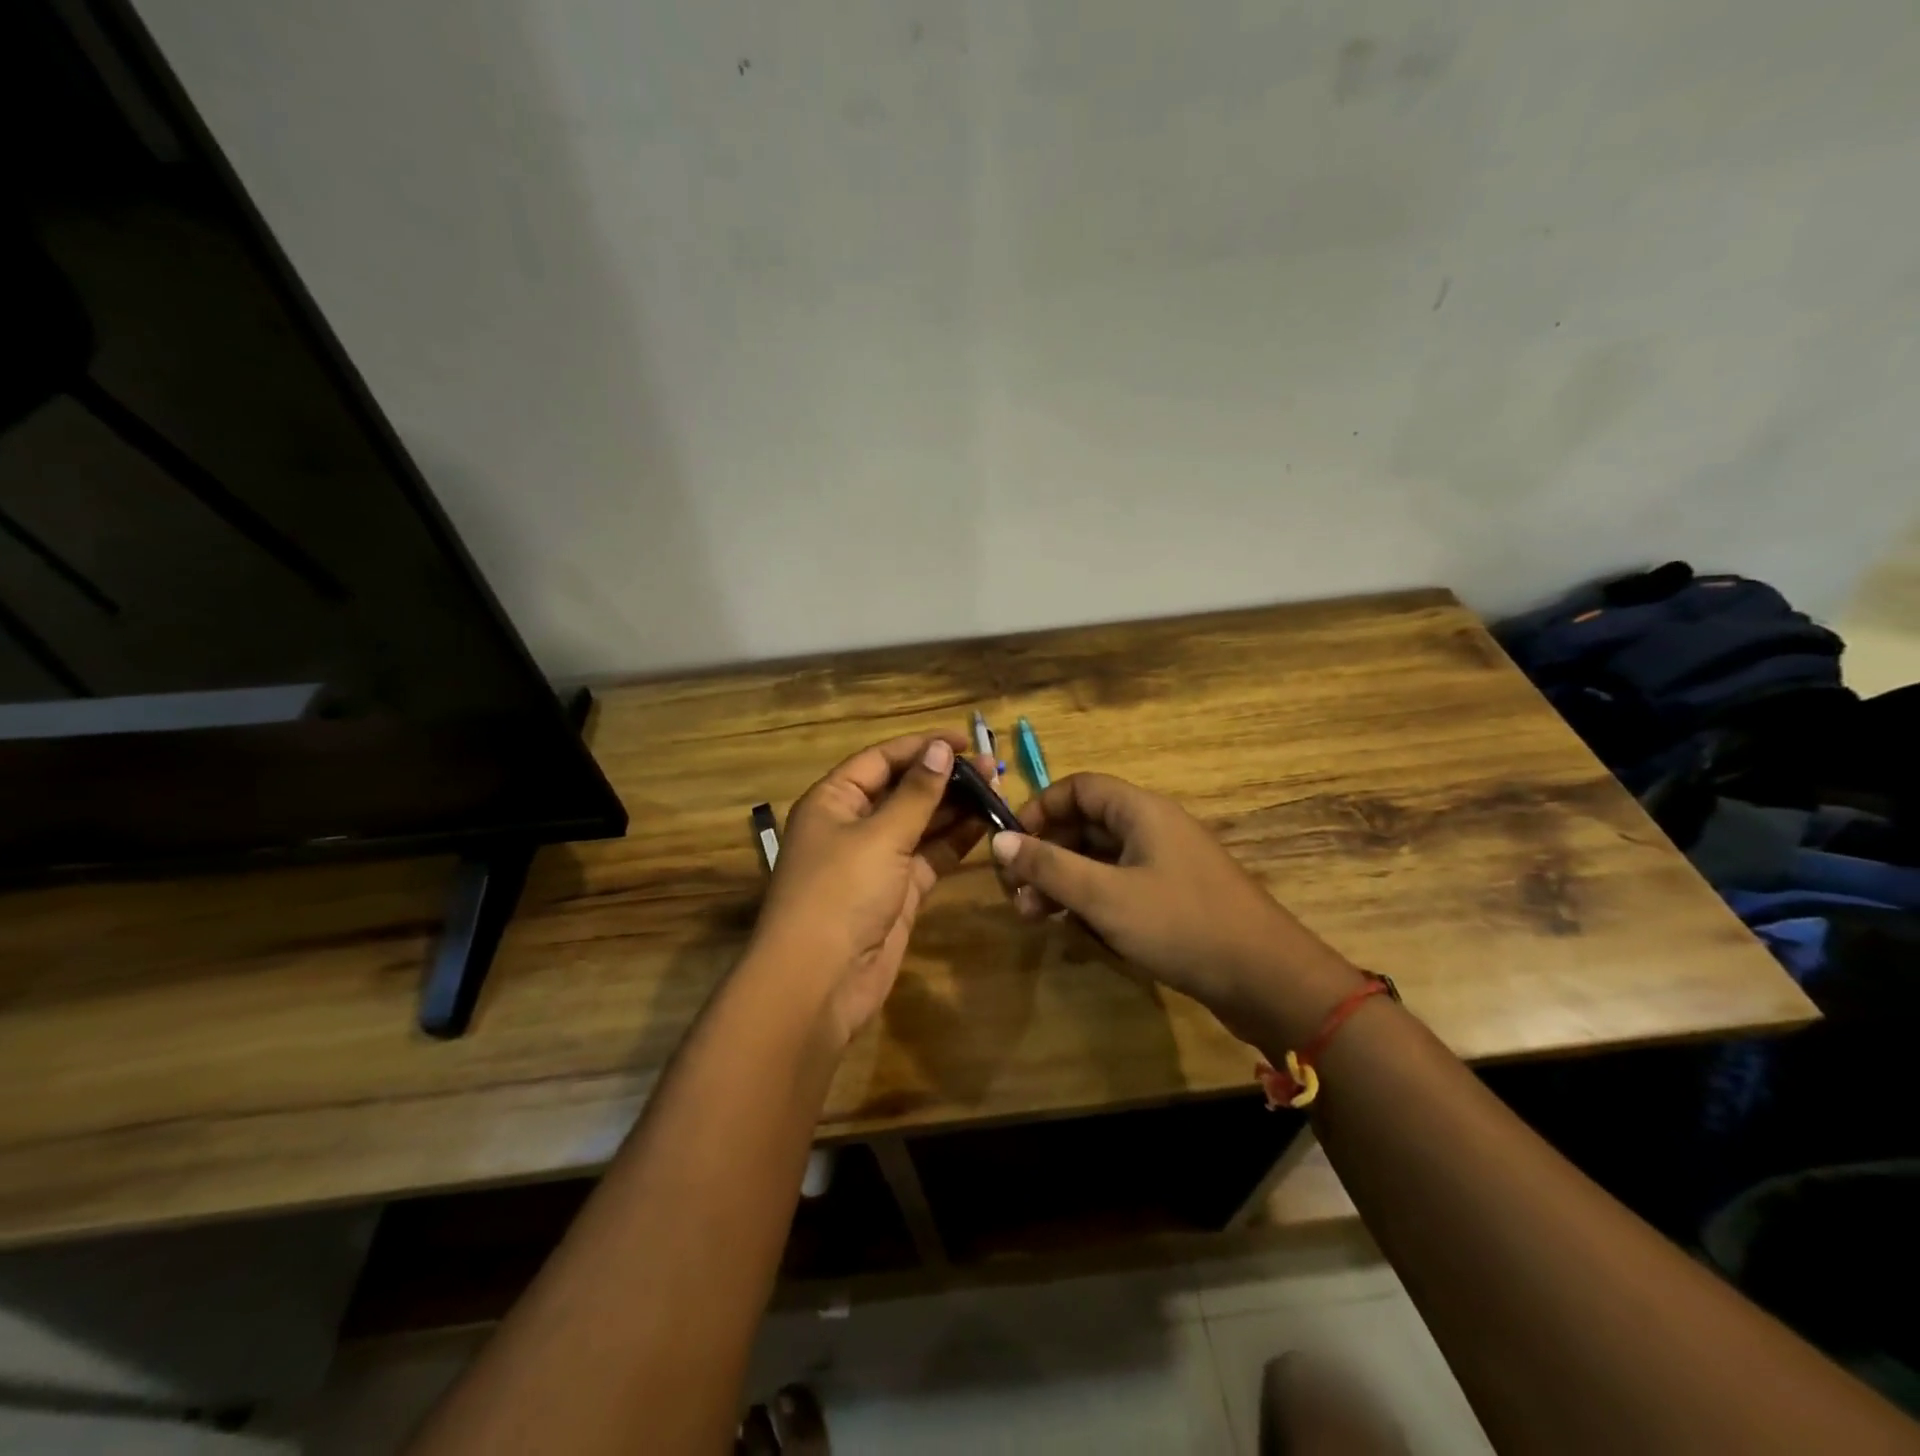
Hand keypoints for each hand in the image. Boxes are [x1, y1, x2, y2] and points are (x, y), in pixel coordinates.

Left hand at [751, 731, 997, 1048]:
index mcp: (834, 800)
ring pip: (920, 823)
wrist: (820, 982)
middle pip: (903, 790)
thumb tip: (939, 750)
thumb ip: (916, 794)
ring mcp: (877, 860)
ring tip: (998, 791)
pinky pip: (929, 856)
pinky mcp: (898, 892)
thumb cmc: (841, 893)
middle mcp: (853, 825)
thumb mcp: (880, 836)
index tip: (965, 741)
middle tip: (992, 768)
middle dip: (945, 778)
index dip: (922, 747)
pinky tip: (986, 825)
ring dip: (955, 808)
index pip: (881, 760)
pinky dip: (955, 842)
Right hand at [989, 773, 1361, 1044]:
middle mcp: (1152, 828)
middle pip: (1084, 825)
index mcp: (1140, 811)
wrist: (1267, 979)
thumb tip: (997, 840)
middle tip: (1016, 894)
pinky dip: (1093, 902)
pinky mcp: (1172, 898)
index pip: (1077, 788)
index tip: (1010, 845)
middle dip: (1045, 856)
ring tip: (1035, 918)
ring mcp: (1165, 864)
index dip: (1039, 810)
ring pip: (1099, 860)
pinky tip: (1078, 931)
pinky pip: (1119, 886)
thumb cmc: (1181, 925)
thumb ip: (1048, 866)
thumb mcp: (1104, 896)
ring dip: (1064, 883)